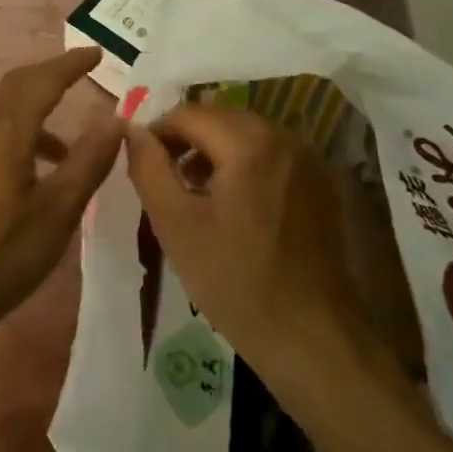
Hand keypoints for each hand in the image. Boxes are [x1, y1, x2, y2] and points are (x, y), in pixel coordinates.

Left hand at [0, 47, 120, 344]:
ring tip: (68, 141)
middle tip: (83, 74)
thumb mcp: (57, 213)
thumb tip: (115, 117)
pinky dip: (18, 129)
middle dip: (51, 75)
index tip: (97, 53)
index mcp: (5, 130)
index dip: (71, 64)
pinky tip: (33, 168)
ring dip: (34, 105)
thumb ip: (88, 160)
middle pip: (17, 85)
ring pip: (1, 107)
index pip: (43, 80)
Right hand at [124, 105, 364, 378]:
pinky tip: (233, 204)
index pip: (187, 113)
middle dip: (186, 140)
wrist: (313, 338)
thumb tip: (132, 130)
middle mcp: (282, 135)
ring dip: (214, 152)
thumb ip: (148, 168)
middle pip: (218, 118)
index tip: (142, 165)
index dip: (156, 133)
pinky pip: (269, 154)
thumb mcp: (176, 224)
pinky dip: (243, 164)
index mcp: (248, 141)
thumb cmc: (236, 281)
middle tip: (165, 179)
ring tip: (194, 192)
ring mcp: (306, 158)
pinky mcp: (319, 181)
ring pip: (244, 135)